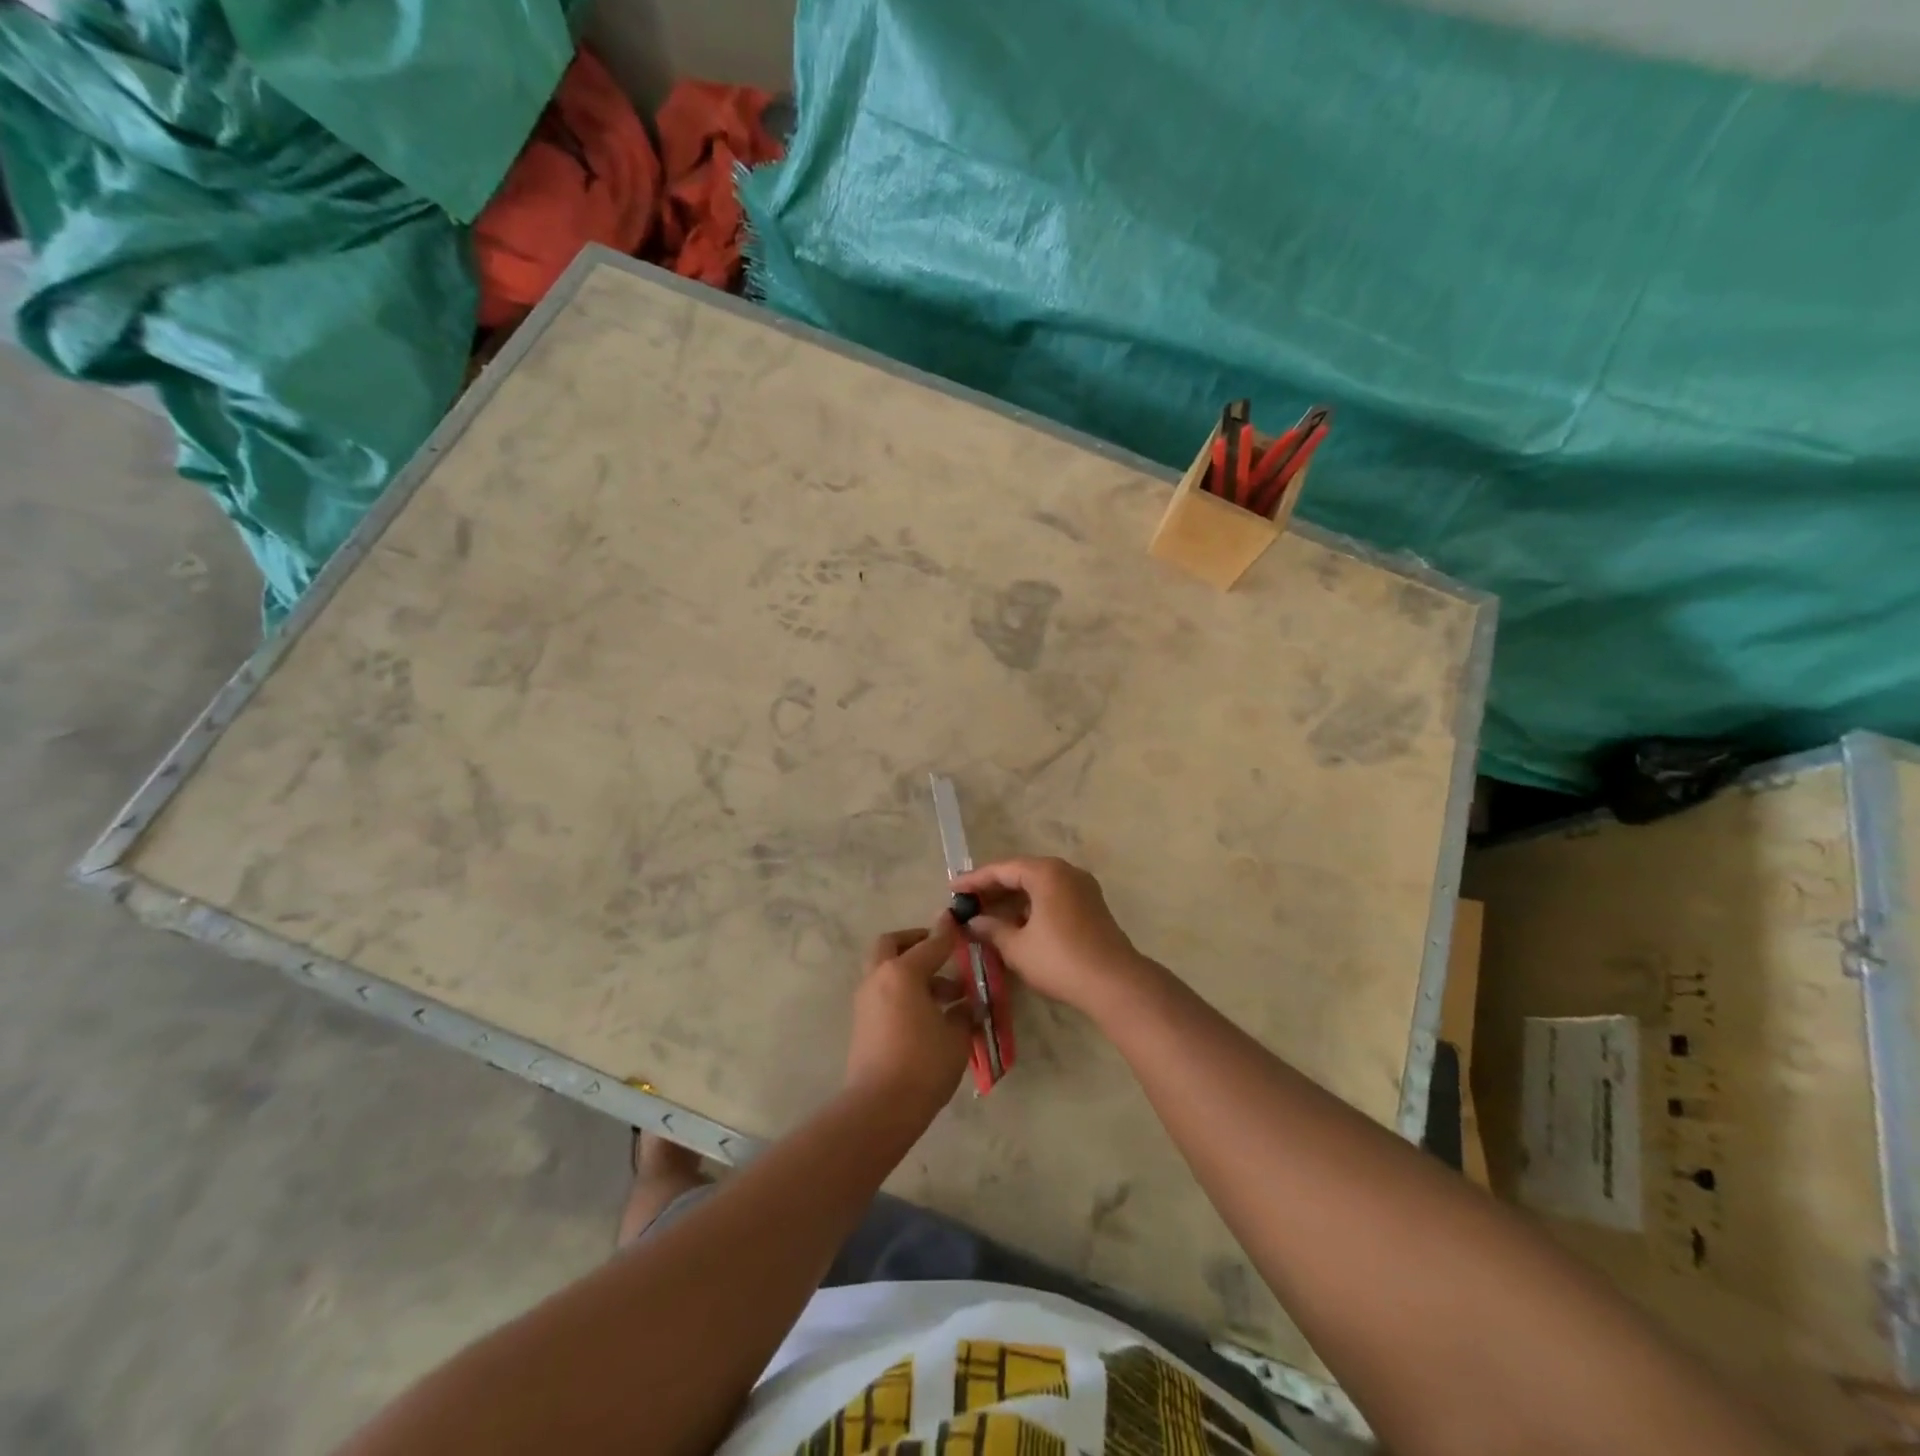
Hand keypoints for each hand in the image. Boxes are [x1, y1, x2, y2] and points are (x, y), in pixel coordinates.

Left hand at [845, 916, 973, 1116]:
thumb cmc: (924, 1064)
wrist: (879, 1107)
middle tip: (939, 951)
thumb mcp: (955, 1036)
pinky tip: (928, 1014)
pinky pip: (883, 993)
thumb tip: (966, 1005)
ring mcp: (866, 1000)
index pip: (931, 944)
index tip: (958, 923)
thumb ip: (963, 1012)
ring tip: (946, 995)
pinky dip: (902, 991)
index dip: (948, 934)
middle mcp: (879, 978)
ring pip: (886, 970)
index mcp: (903, 972)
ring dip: (911, 971)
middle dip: (915, 942)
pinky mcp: (862, 1022)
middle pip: (892, 945)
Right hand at [950, 857, 1145, 1012]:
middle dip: (993, 889)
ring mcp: (1082, 888)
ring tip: (986, 916)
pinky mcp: (1091, 906)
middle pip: (1021, 873)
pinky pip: (1052, 897)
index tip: (952, 889)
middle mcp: (1066, 872)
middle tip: (967, 903)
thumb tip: (973, 922)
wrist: (1114, 983)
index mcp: (1046, 873)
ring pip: (1038, 886)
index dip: (974, 880)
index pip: (1002, 869)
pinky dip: (1031, 907)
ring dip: (1012, 899)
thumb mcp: (1017, 947)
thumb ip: (992, 929)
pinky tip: (1015, 925)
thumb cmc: (1060, 960)